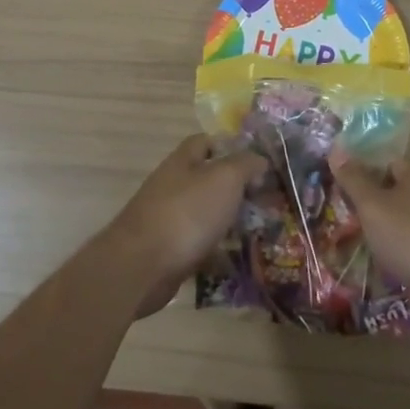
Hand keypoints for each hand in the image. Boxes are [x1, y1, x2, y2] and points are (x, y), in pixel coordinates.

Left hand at [109, 135, 263, 317]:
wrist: (142, 267)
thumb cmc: (187, 213)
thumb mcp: (225, 179)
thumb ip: (245, 165)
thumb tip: (260, 160)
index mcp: (183, 161)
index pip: (206, 141)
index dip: (231, 147)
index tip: (258, 163)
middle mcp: (173, 186)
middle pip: (208, 180)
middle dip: (237, 189)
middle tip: (267, 201)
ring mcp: (168, 219)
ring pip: (206, 214)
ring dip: (229, 221)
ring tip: (261, 230)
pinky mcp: (168, 251)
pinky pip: (199, 245)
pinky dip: (218, 251)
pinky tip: (239, 259)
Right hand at [328, 151, 409, 303]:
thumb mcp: (374, 207)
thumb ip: (354, 180)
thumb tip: (336, 149)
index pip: (383, 164)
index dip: (363, 181)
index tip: (349, 204)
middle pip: (399, 190)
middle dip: (379, 209)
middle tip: (359, 231)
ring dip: (396, 232)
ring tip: (379, 253)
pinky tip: (405, 267)